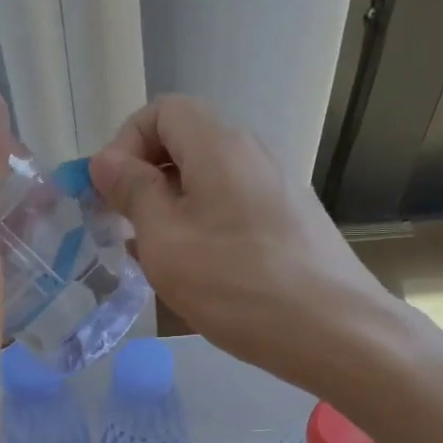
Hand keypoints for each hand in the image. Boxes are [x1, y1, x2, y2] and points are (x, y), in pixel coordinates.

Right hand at [90, 94, 391, 388]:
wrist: (336, 332)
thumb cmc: (237, 284)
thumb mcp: (166, 240)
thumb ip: (132, 192)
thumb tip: (106, 161)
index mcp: (219, 145)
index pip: (161, 111)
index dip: (125, 143)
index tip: (112, 194)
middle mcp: (253, 151)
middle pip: (185, 142)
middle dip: (145, 180)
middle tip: (127, 230)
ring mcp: (278, 184)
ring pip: (208, 179)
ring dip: (172, 208)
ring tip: (158, 259)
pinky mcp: (292, 218)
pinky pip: (233, 205)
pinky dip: (204, 225)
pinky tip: (200, 273)